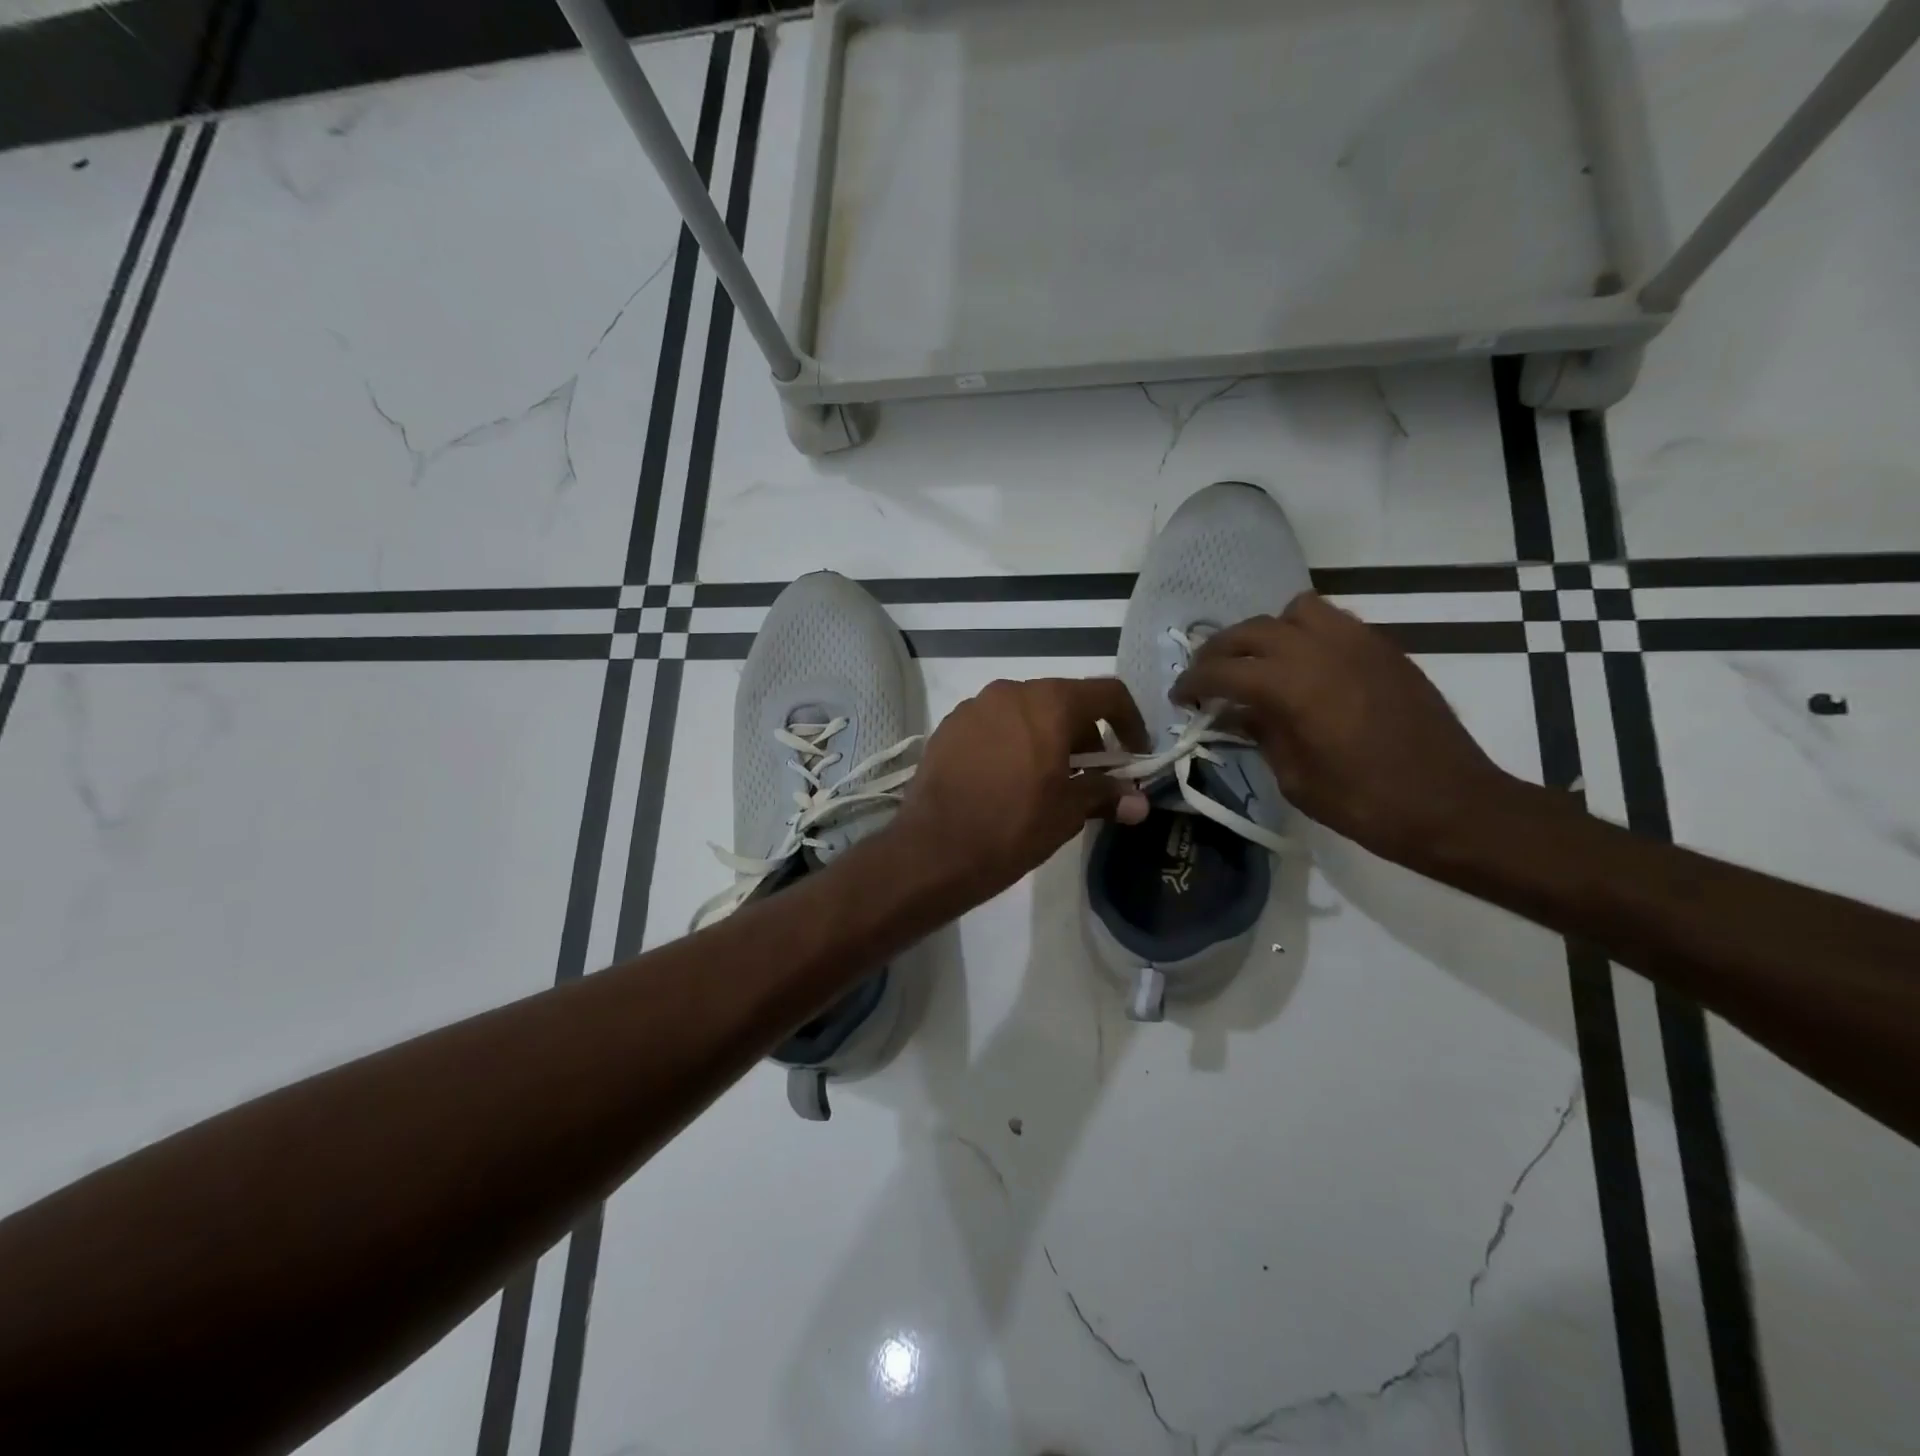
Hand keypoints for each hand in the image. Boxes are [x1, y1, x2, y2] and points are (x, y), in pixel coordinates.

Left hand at [892, 678, 1150, 905]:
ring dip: (1046, 738)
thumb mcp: (1068, 812)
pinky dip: (1011, 743)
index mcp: (1048, 703)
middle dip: (1085, 735)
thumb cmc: (1012, 826)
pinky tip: (1007, 781)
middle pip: (1063, 701)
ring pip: (1025, 712)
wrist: (933, 850)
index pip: (1107, 693)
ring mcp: (973, 707)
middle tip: (1091, 777)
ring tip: (1047, 781)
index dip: (1130, 721)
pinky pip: (993, 725)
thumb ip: (1106, 795)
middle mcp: (1010, 692)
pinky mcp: (947, 728)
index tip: (1133, 754)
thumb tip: (1139, 802)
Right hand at [1173, 593, 1522, 866]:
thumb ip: (1260, 733)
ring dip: (1267, 632)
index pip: (1223, 669)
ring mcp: (1357, 642)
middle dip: (1220, 651)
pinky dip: (1307, 634)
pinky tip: (1306, 668)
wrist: (1452, 805)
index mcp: (1291, 686)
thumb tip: (1234, 712)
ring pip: (1294, 611)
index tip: (1180, 696)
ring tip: (1261, 663)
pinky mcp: (1384, 648)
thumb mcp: (1295, 778)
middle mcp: (1320, 650)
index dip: (1193, 681)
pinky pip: (1334, 621)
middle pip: (1251, 630)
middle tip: (1208, 677)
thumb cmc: (1364, 803)